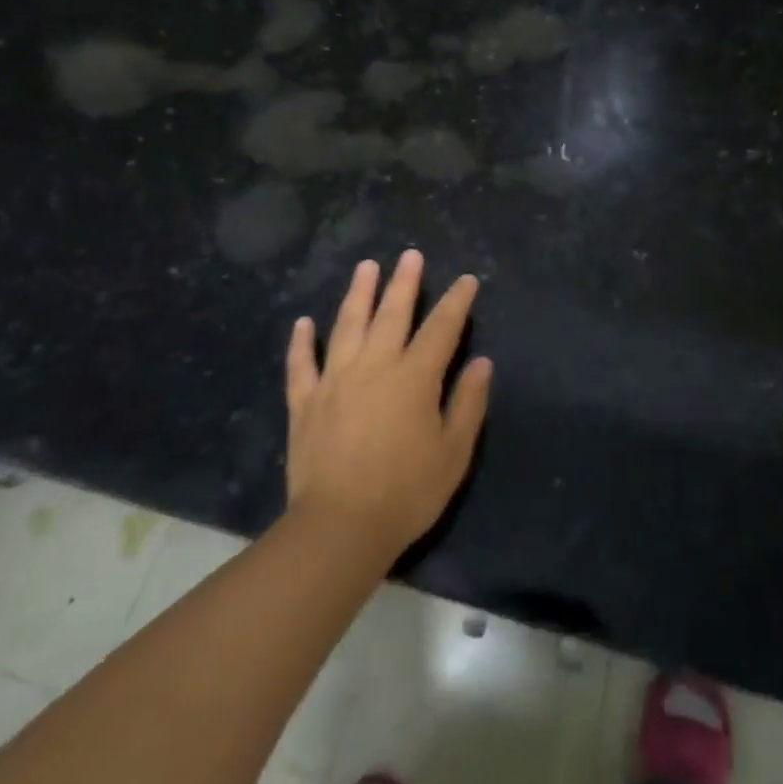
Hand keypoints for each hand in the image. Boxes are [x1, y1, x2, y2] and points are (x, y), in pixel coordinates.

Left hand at [284, 249, 491, 560]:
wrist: (340, 527)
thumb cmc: (407, 492)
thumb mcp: (454, 452)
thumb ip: (468, 403)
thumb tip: (481, 362)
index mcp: (414, 377)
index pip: (441, 328)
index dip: (456, 302)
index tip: (466, 281)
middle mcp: (374, 366)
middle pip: (391, 314)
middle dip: (404, 282)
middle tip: (410, 256)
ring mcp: (334, 380)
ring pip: (346, 325)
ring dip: (357, 294)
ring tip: (365, 267)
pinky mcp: (304, 402)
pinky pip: (301, 364)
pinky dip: (301, 342)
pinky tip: (302, 323)